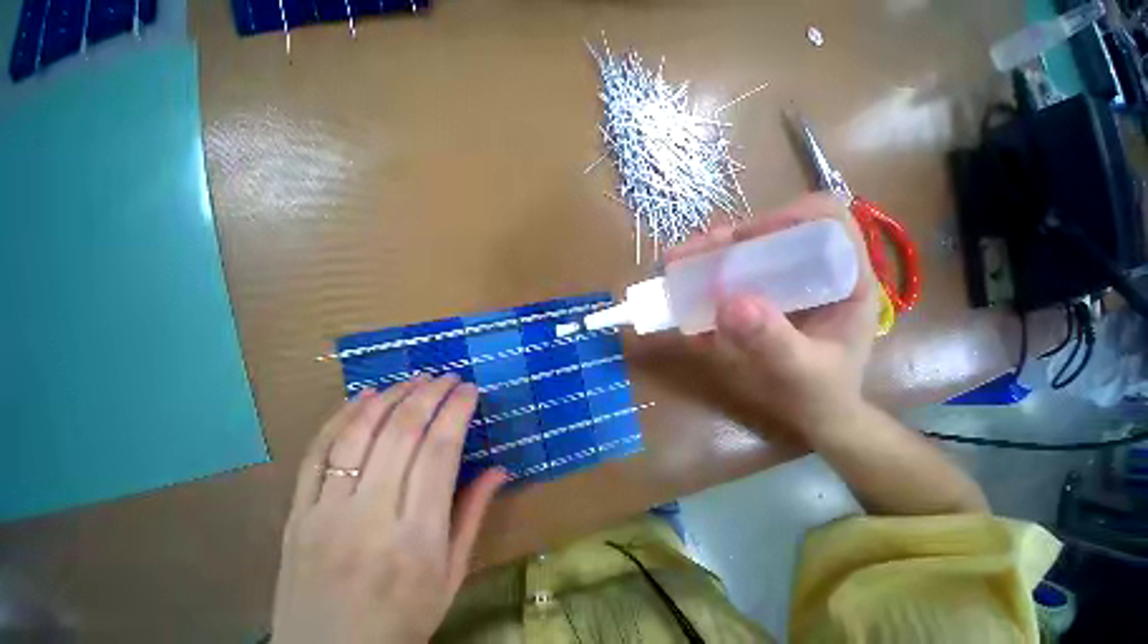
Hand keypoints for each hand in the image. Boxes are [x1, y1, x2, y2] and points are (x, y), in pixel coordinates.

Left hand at [270, 375, 506, 643]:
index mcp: (417, 536)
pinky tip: (365, 395)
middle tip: (448, 377)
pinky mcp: (297, 515)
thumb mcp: (451, 576)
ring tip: (415, 378)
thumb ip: (474, 514)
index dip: (457, 411)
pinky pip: (317, 453)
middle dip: (429, 395)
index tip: (470, 389)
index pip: (440, 451)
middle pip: (402, 434)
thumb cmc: (402, 622)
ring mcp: (326, 514)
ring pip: (359, 436)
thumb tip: (501, 468)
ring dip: (391, 397)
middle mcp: (370, 517)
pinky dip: (342, 417)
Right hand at [665, 192, 879, 437]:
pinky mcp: (757, 298)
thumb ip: (772, 341)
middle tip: (687, 255)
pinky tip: (683, 295)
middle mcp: (812, 272)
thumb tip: (730, 302)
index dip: (784, 218)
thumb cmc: (818, 395)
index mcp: (843, 279)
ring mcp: (781, 285)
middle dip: (726, 239)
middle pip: (772, 233)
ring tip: (675, 265)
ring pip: (745, 253)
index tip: (740, 242)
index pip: (824, 221)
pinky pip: (728, 279)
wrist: (810, 416)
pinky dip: (702, 282)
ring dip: (707, 257)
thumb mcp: (800, 373)